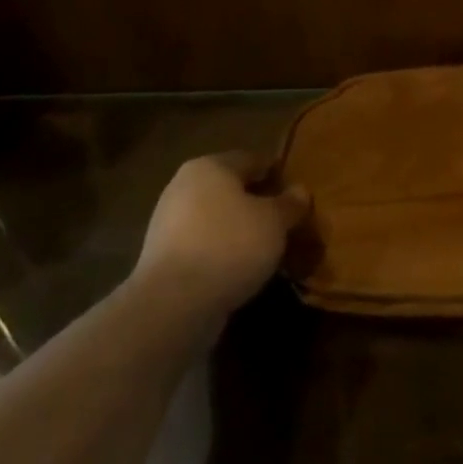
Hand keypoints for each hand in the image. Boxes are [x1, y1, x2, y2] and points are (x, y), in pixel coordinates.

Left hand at [128, 153, 309, 318]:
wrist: (173, 303)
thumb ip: (290, 204)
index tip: (297, 194)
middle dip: (257, 204)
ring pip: (216, 218)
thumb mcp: (274, 221)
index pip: (252, 160)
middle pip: (231, 189)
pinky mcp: (162, 257)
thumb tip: (300, 191)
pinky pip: (203, 245)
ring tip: (267, 249)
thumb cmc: (230, 245)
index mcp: (210, 166)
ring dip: (240, 230)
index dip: (277, 174)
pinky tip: (241, 269)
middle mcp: (184, 186)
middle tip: (285, 223)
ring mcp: (168, 223)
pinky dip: (222, 252)